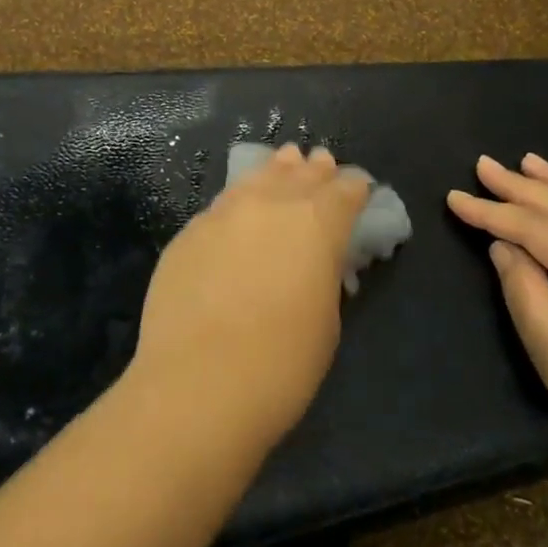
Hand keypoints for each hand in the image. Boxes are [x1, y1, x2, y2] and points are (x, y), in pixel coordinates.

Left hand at [130, 144, 371, 452]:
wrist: (197, 385)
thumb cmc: (281, 365)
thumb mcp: (325, 321)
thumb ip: (322, 274)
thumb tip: (314, 260)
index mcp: (317, 223)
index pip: (344, 192)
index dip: (354, 188)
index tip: (358, 188)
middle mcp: (270, 204)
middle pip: (299, 175)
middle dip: (314, 171)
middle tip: (321, 162)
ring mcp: (223, 214)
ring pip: (256, 179)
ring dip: (276, 171)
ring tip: (285, 161)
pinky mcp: (188, 233)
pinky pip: (222, 204)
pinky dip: (240, 198)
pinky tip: (240, 205)